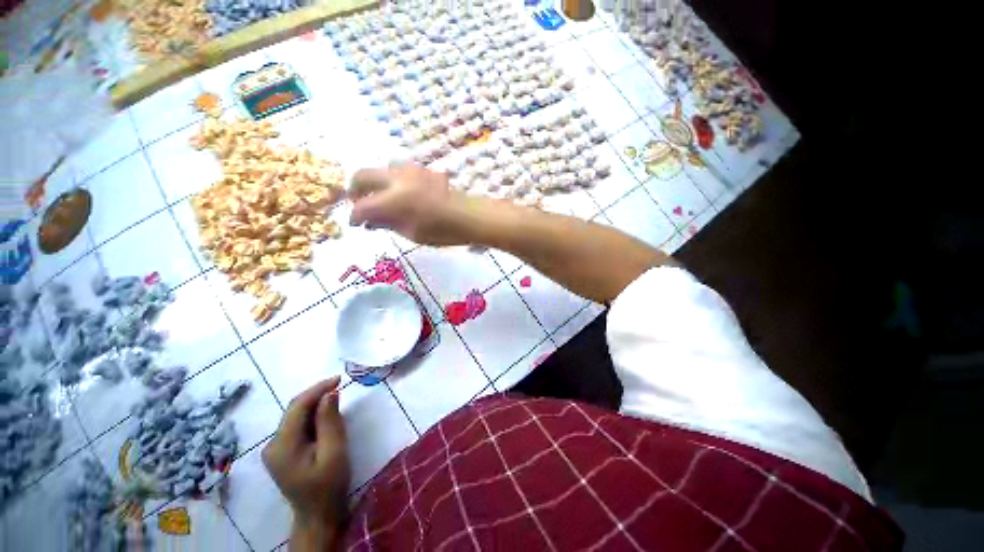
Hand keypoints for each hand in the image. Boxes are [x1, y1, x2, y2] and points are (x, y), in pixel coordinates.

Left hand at [262, 377, 349, 534]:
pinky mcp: (283, 451)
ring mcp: (276, 449)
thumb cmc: (329, 485)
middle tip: (341, 385)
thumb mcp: (334, 452)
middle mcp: (273, 445)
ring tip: (337, 398)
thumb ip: (330, 421)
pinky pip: (298, 425)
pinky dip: (313, 415)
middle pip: (294, 410)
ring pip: (296, 416)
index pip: (297, 407)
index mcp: (282, 446)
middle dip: (317, 394)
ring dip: (316, 404)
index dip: (318, 389)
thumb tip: (330, 393)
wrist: (318, 515)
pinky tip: (326, 415)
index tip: (340, 379)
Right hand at [349, 164, 473, 245]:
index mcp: (396, 199)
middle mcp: (398, 178)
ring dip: (374, 183)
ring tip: (379, 200)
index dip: (354, 216)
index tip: (354, 223)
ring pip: (379, 169)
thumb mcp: (412, 233)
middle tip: (360, 206)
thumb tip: (368, 222)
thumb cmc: (443, 231)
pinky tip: (398, 195)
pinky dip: (389, 181)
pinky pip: (396, 170)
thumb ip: (387, 224)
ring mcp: (410, 169)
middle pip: (362, 175)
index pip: (363, 205)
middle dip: (355, 192)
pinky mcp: (420, 168)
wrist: (469, 216)